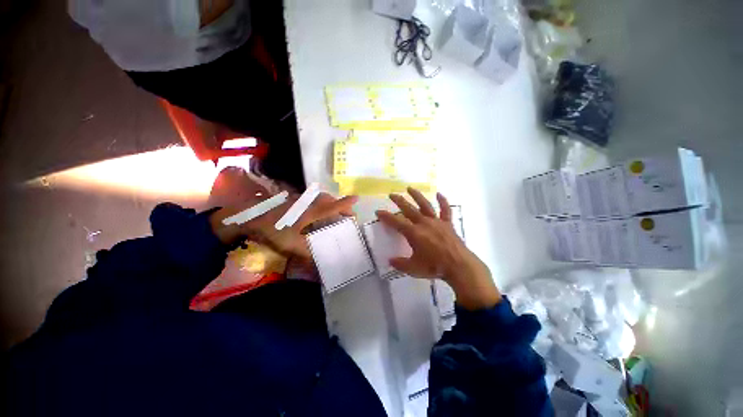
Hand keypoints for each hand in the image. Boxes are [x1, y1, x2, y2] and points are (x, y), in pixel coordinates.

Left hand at [210, 192, 357, 258]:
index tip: (357, 198)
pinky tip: (314, 211)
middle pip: (328, 200)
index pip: (333, 206)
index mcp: (311, 212)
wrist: (249, 217)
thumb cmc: (273, 229)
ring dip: (330, 203)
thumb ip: (308, 254)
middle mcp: (308, 203)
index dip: (345, 203)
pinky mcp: (291, 200)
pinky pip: (311, 199)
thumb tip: (321, 264)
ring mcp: (299, 200)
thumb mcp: (291, 245)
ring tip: (334, 212)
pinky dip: (319, 203)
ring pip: (319, 198)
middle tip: (347, 213)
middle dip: (340, 205)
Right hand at [376, 188, 501, 310]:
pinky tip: (439, 194)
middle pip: (409, 209)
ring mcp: (437, 221)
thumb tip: (390, 260)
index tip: (378, 211)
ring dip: (417, 196)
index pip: (396, 222)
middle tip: (391, 194)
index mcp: (414, 233)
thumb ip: (400, 264)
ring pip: (425, 205)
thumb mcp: (413, 268)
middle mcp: (424, 223)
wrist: (459, 266)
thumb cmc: (435, 267)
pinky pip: (445, 210)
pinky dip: (443, 201)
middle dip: (399, 201)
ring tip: (410, 188)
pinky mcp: (447, 224)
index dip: (386, 216)